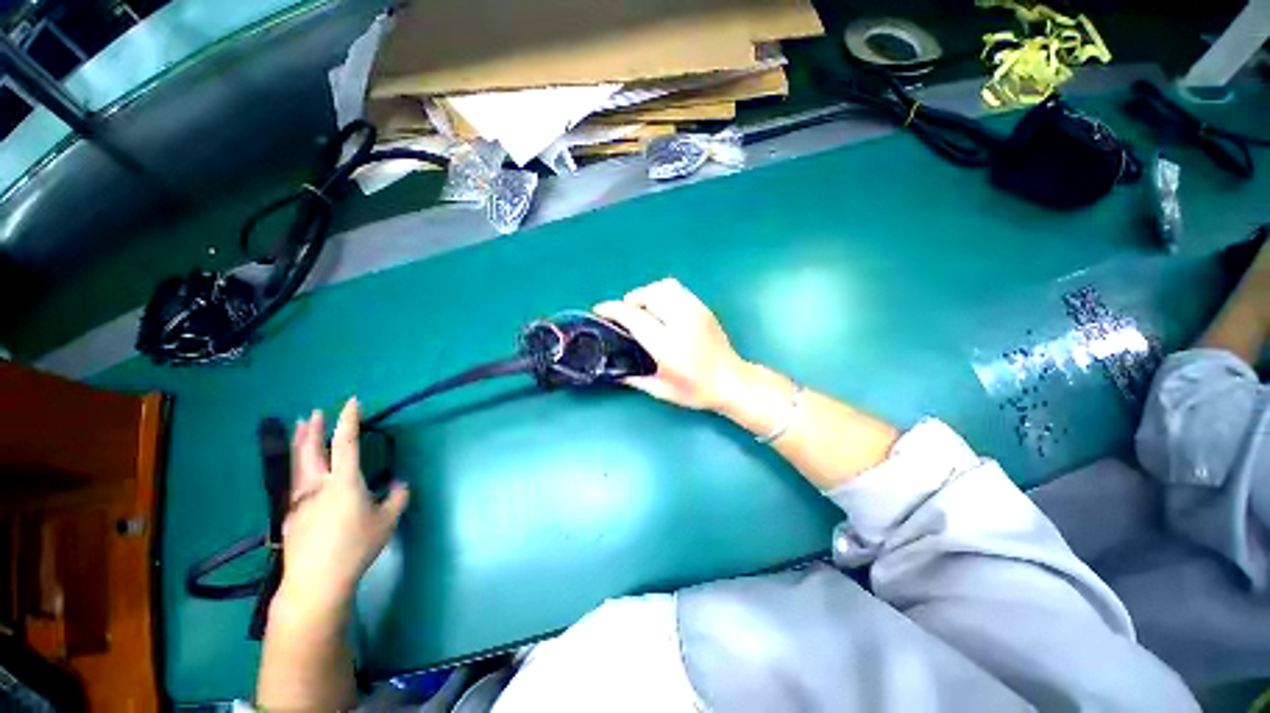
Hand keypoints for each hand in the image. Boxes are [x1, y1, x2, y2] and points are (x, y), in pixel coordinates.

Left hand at [273, 399, 409, 624]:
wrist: (316, 581)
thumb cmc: (356, 547)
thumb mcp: (387, 521)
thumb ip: (396, 499)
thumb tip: (399, 485)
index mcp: (344, 482)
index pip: (346, 443)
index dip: (349, 421)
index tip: (351, 402)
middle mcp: (318, 485)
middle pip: (311, 451)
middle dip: (313, 429)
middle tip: (314, 413)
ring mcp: (300, 501)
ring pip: (297, 465)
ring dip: (300, 444)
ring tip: (300, 430)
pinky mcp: (290, 516)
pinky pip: (295, 484)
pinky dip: (298, 468)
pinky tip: (302, 474)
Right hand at [594, 278, 746, 410]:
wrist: (732, 381)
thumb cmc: (697, 390)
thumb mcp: (662, 390)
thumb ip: (635, 378)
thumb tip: (614, 372)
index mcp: (667, 344)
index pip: (633, 316)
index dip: (612, 310)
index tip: (599, 310)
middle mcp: (680, 322)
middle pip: (648, 294)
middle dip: (630, 300)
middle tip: (626, 316)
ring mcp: (695, 311)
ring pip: (663, 286)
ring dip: (647, 294)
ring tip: (644, 310)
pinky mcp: (703, 308)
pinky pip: (677, 289)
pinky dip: (663, 293)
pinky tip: (662, 310)